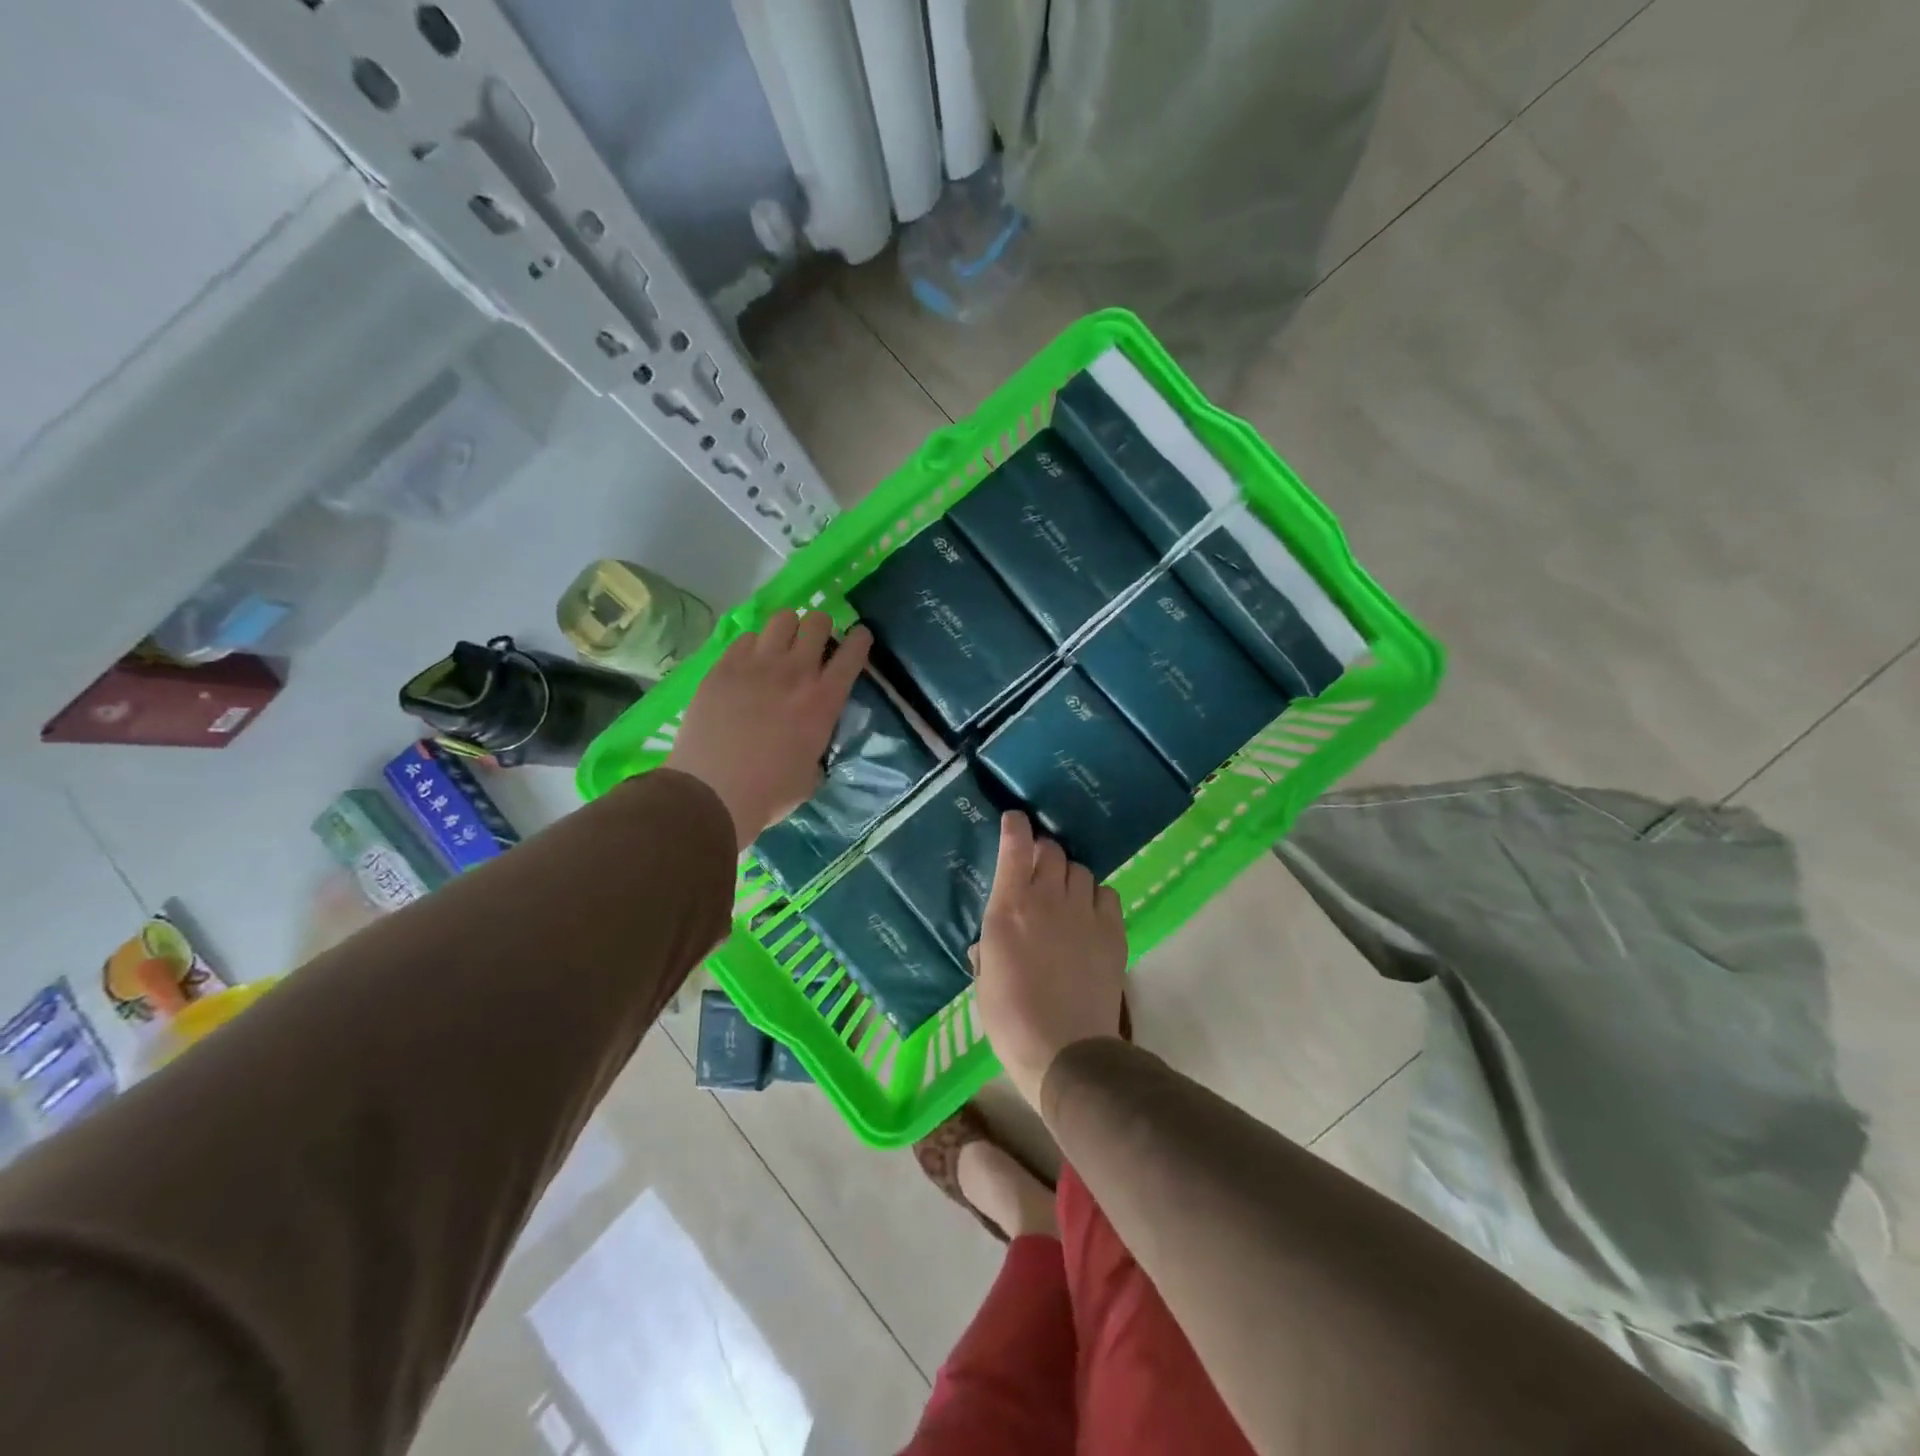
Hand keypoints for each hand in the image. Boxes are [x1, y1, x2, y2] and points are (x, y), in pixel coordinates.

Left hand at [665, 612, 870, 850]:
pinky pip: (745, 638)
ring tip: (780, 647)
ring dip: (787, 630)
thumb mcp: (812, 770)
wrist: (712, 793)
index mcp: (824, 701)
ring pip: (782, 619)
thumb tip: (812, 733)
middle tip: (813, 644)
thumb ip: (817, 740)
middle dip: (820, 628)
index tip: (858, 638)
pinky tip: (748, 664)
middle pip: (817, 622)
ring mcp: (757, 665)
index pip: (853, 653)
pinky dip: (753, 646)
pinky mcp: (723, 667)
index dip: (860, 639)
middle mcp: (795, 672)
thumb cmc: (770, 792)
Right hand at [972, 811, 1127, 1108]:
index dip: (1016, 826)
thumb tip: (986, 943)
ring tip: (1065, 895)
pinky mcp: (1112, 931)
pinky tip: (1090, 914)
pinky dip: (1097, 896)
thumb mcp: (984, 981)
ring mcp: (1084, 913)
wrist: (1065, 1050)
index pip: (1015, 847)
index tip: (1015, 819)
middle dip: (1044, 853)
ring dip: (1069, 875)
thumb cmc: (1011, 1019)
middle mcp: (1047, 900)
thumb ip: (986, 951)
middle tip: (1039, 869)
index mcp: (1009, 909)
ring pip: (1080, 869)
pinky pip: (1107, 894)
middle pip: (1052, 851)